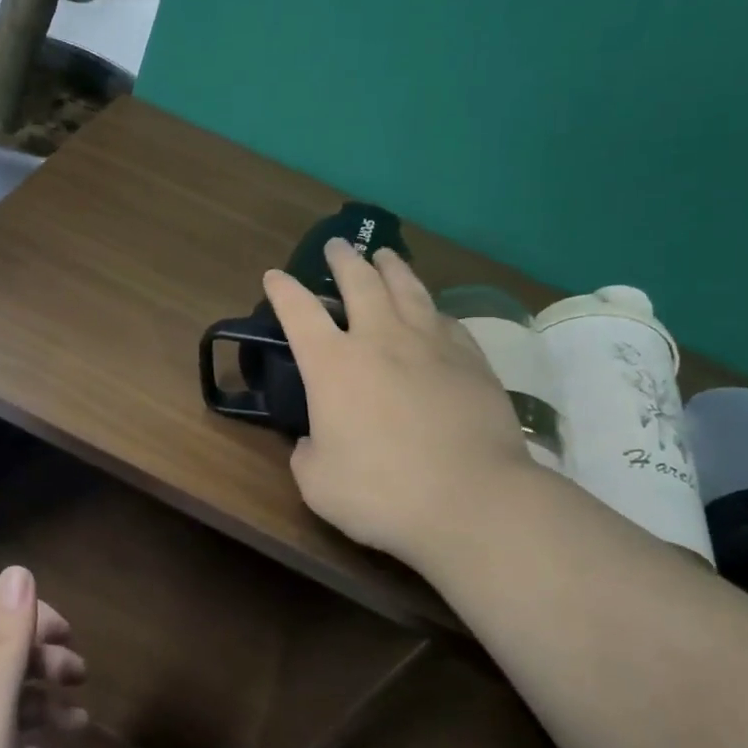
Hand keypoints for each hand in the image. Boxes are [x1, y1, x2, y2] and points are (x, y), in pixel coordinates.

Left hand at [0, 567, 85, 747]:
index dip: (33, 613)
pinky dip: (25, 741)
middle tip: (82, 679)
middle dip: (44, 656)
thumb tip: (18, 571)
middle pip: (1, 651)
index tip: (69, 640)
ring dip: (42, 700)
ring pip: (2, 698)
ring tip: (79, 724)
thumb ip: (4, 640)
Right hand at [263, 239, 536, 560]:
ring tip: (384, 255)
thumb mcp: (318, 482)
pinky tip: (432, 310)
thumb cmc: (382, 492)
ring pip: (407, 289)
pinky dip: (431, 308)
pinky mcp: (471, 360)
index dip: (282, 290)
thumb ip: (307, 453)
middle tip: (337, 247)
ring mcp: (431, 345)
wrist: (472, 500)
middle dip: (342, 260)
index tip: (274, 275)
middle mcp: (380, 340)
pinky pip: (446, 320)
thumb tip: (314, 440)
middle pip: (359, 283)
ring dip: (391, 267)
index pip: (299, 312)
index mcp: (333, 365)